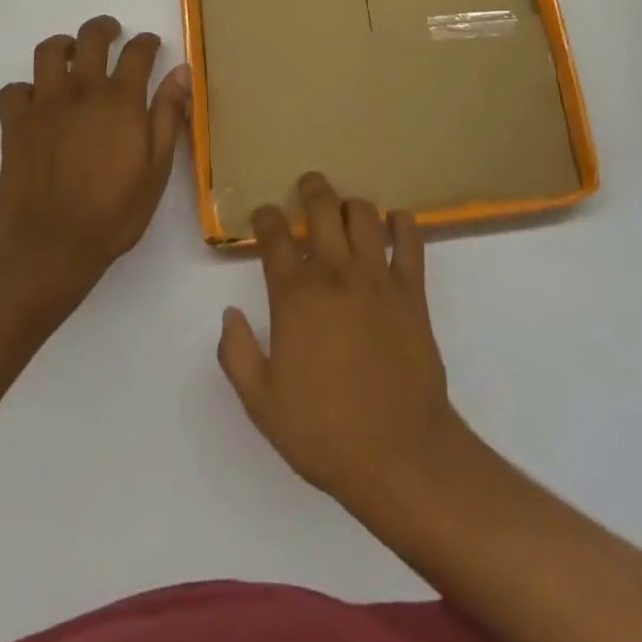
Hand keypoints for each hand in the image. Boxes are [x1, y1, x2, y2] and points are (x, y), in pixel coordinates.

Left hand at [0, 16, 190, 295]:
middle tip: (111, 34)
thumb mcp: (157, 168)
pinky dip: (26, 88)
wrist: (51, 246)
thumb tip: (181, 71)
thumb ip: (169, 115)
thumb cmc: (114, 212)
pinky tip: (37, 101)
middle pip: (91, 38)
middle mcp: (82, 92)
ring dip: (63, 46)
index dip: (147, 42)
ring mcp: (44, 106)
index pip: (137, 52)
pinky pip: (14, 89)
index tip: (151, 44)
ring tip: (72, 55)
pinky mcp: (15, 125)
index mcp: (121, 101)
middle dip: (104, 29)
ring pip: (48, 52)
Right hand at [218, 172, 469, 513]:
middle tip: (307, 187)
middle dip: (311, 189)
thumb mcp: (261, 403)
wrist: (399, 453)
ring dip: (351, 205)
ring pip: (365, 214)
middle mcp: (336, 272)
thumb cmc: (324, 431)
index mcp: (295, 295)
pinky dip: (402, 223)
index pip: (275, 235)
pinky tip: (395, 225)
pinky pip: (411, 239)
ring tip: (346, 212)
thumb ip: (237, 354)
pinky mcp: (412, 289)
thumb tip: (229, 315)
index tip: (264, 215)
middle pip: (323, 206)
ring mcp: (378, 276)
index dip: (266, 217)